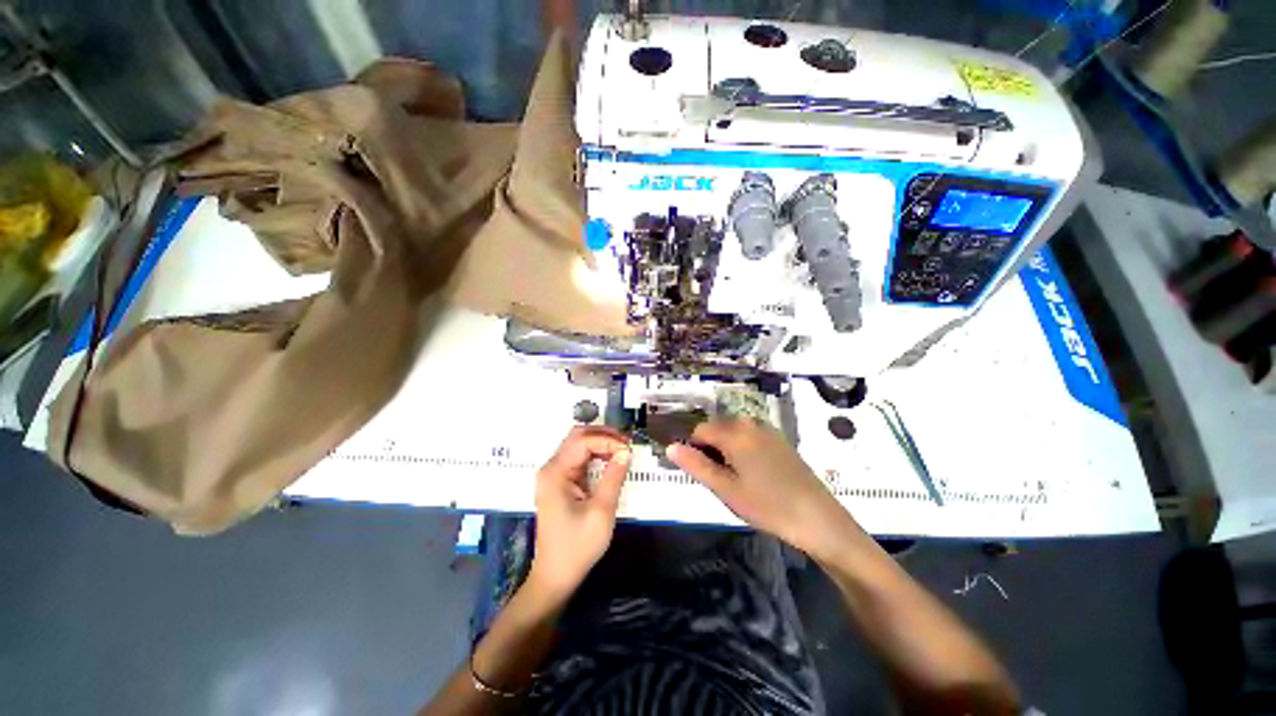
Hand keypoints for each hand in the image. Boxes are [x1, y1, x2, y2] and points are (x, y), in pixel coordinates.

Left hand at [528, 426, 630, 600]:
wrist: (556, 576)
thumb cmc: (577, 546)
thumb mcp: (601, 511)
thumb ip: (613, 477)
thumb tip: (625, 452)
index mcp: (555, 473)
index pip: (582, 441)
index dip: (607, 440)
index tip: (628, 449)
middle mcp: (551, 468)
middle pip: (577, 437)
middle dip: (603, 435)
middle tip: (627, 443)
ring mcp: (554, 475)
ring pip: (578, 445)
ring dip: (600, 443)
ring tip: (622, 450)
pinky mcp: (560, 482)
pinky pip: (578, 459)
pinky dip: (596, 455)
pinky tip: (611, 460)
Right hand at [667, 418, 860, 560]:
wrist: (819, 519)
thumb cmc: (767, 505)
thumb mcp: (725, 488)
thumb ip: (696, 465)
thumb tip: (669, 447)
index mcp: (734, 431)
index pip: (699, 430)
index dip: (693, 450)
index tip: (699, 474)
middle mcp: (749, 422)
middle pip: (716, 429)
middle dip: (710, 450)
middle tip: (720, 482)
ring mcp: (767, 429)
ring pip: (732, 434)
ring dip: (726, 452)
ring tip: (737, 482)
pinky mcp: (779, 440)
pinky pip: (749, 438)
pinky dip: (742, 452)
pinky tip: (754, 476)